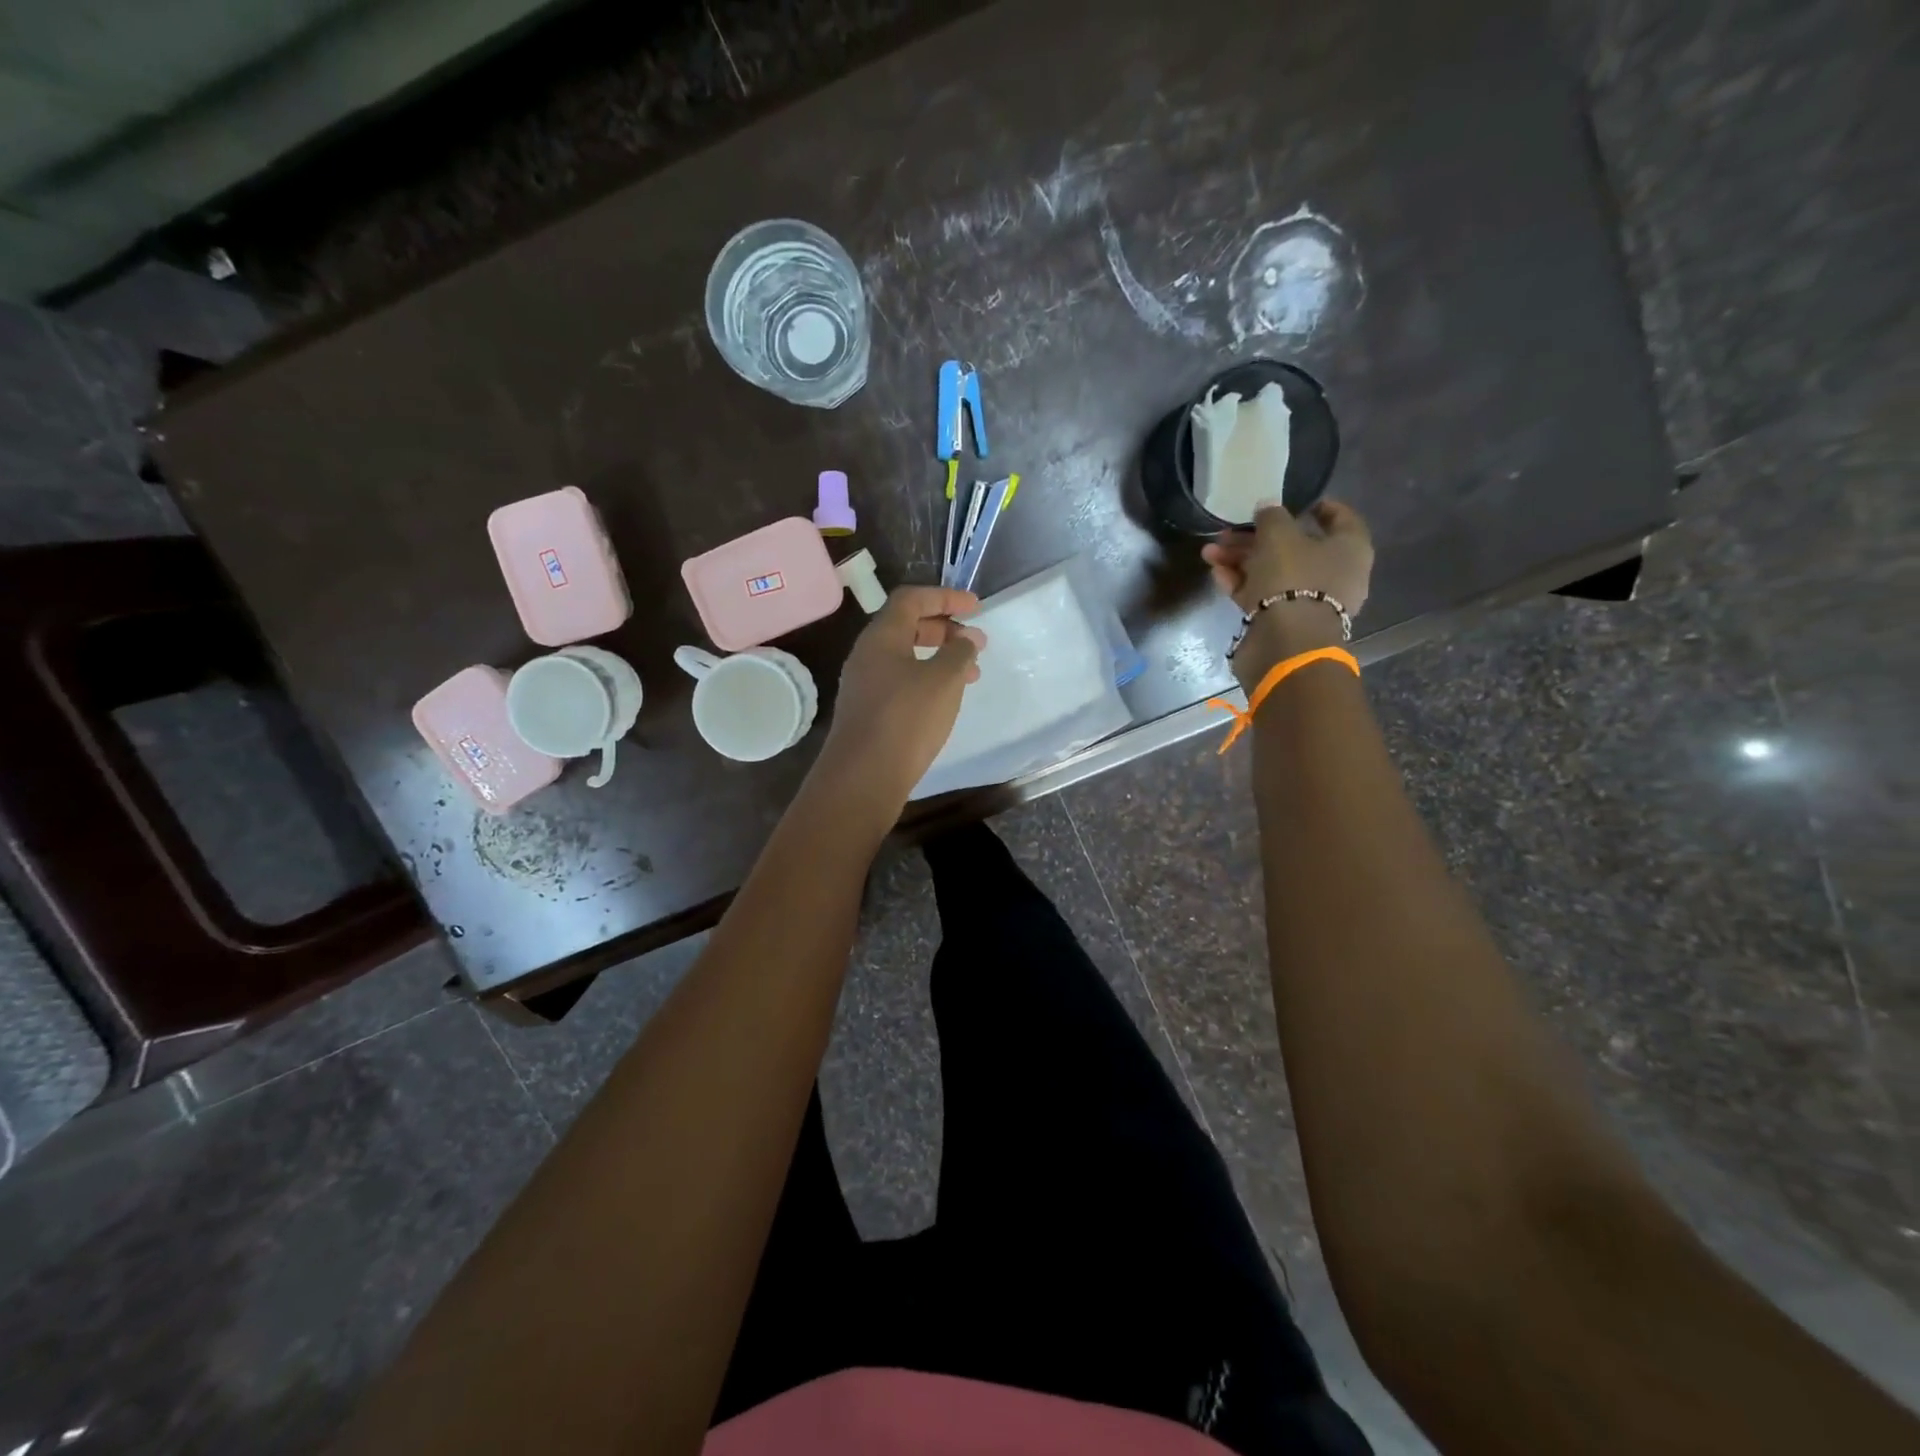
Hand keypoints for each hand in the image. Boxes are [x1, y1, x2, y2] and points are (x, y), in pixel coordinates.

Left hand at [813, 586, 985, 809]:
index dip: (945, 597)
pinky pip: (901, 681)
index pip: (912, 599)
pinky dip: (927, 680)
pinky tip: (946, 699)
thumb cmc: (906, 719)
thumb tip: (965, 641)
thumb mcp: (943, 680)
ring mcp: (864, 684)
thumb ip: (959, 653)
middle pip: (907, 626)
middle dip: (945, 628)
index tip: (976, 607)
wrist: (863, 777)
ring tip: (971, 674)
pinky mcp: (868, 711)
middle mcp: (867, 655)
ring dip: (939, 657)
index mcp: (881, 636)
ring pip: (906, 657)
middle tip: (975, 642)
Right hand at [1201, 499, 1373, 684]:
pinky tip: (1216, 572)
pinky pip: (1262, 594)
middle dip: (1258, 537)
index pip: (1340, 518)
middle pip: (1295, 547)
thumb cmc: (1293, 578)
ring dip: (1241, 560)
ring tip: (1210, 552)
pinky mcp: (1283, 621)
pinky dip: (1240, 582)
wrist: (1285, 642)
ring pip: (1273, 571)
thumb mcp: (1279, 535)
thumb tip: (1267, 507)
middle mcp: (1333, 574)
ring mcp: (1307, 600)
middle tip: (1228, 530)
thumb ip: (1272, 516)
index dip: (1318, 506)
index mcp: (1349, 548)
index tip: (1295, 500)